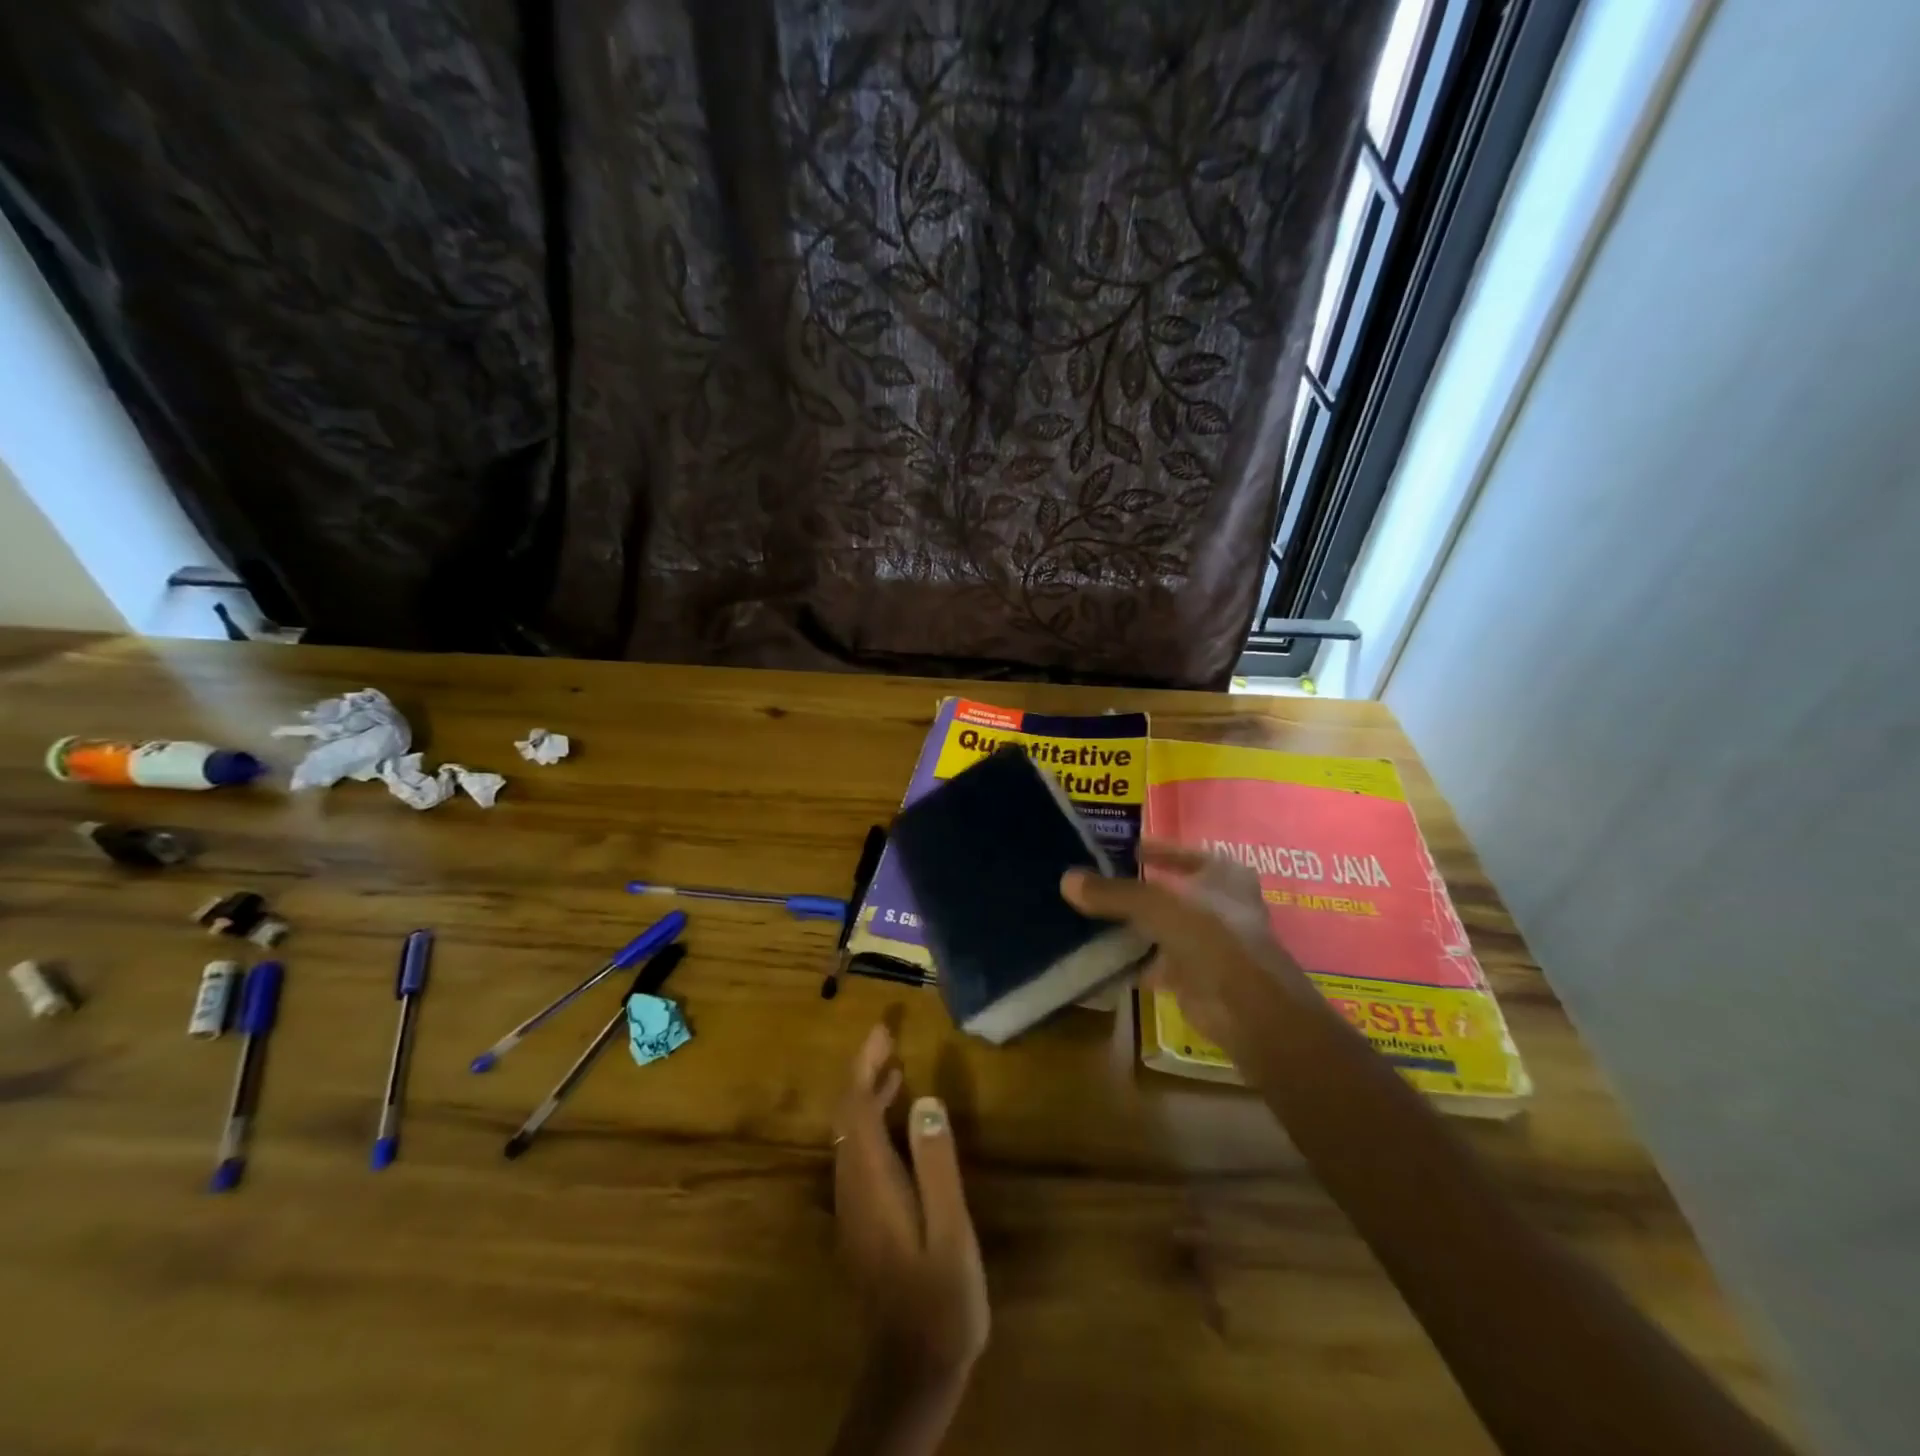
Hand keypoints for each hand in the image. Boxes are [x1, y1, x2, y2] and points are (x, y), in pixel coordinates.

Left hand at [833, 1024, 988, 1384]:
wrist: (913, 1372)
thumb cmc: (940, 1299)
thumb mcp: (950, 1230)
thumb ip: (937, 1164)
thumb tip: (927, 1101)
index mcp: (871, 1183)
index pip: (855, 1108)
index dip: (864, 1065)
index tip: (883, 1031)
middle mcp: (852, 1188)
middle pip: (846, 1117)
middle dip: (862, 1072)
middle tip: (889, 1040)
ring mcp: (853, 1207)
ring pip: (849, 1136)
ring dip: (867, 1097)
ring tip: (896, 1069)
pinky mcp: (863, 1221)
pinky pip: (859, 1155)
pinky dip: (873, 1124)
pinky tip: (900, 1125)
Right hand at [1062, 839, 1307, 1053]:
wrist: (1245, 1008)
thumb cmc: (1211, 935)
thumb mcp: (1157, 903)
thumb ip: (1113, 892)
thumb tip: (1066, 879)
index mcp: (1222, 874)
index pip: (1180, 852)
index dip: (1150, 849)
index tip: (1114, 849)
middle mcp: (1217, 904)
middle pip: (1165, 890)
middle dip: (1131, 890)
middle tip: (1088, 881)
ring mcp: (1205, 942)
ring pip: (1156, 926)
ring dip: (1127, 925)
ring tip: (1083, 914)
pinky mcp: (1190, 975)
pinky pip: (1150, 960)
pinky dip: (1127, 959)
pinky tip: (1095, 954)